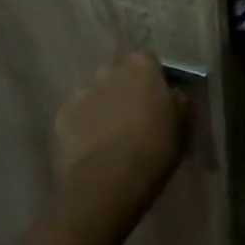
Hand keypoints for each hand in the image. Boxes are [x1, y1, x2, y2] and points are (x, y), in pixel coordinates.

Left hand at [53, 53, 187, 238]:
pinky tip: (92, 148)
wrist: (108, 183)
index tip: (158, 99)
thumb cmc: (154, 149)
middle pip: (119, 74)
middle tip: (135, 116)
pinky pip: (77, 116)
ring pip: (95, 94)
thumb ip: (178, 100)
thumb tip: (173, 94)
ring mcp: (81, 92)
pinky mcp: (61, 117)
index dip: (153, 80)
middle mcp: (109, 70)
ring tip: (111, 135)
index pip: (149, 61)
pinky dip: (83, 126)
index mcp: (142, 65)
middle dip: (125, 89)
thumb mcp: (183, 123)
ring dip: (103, 106)